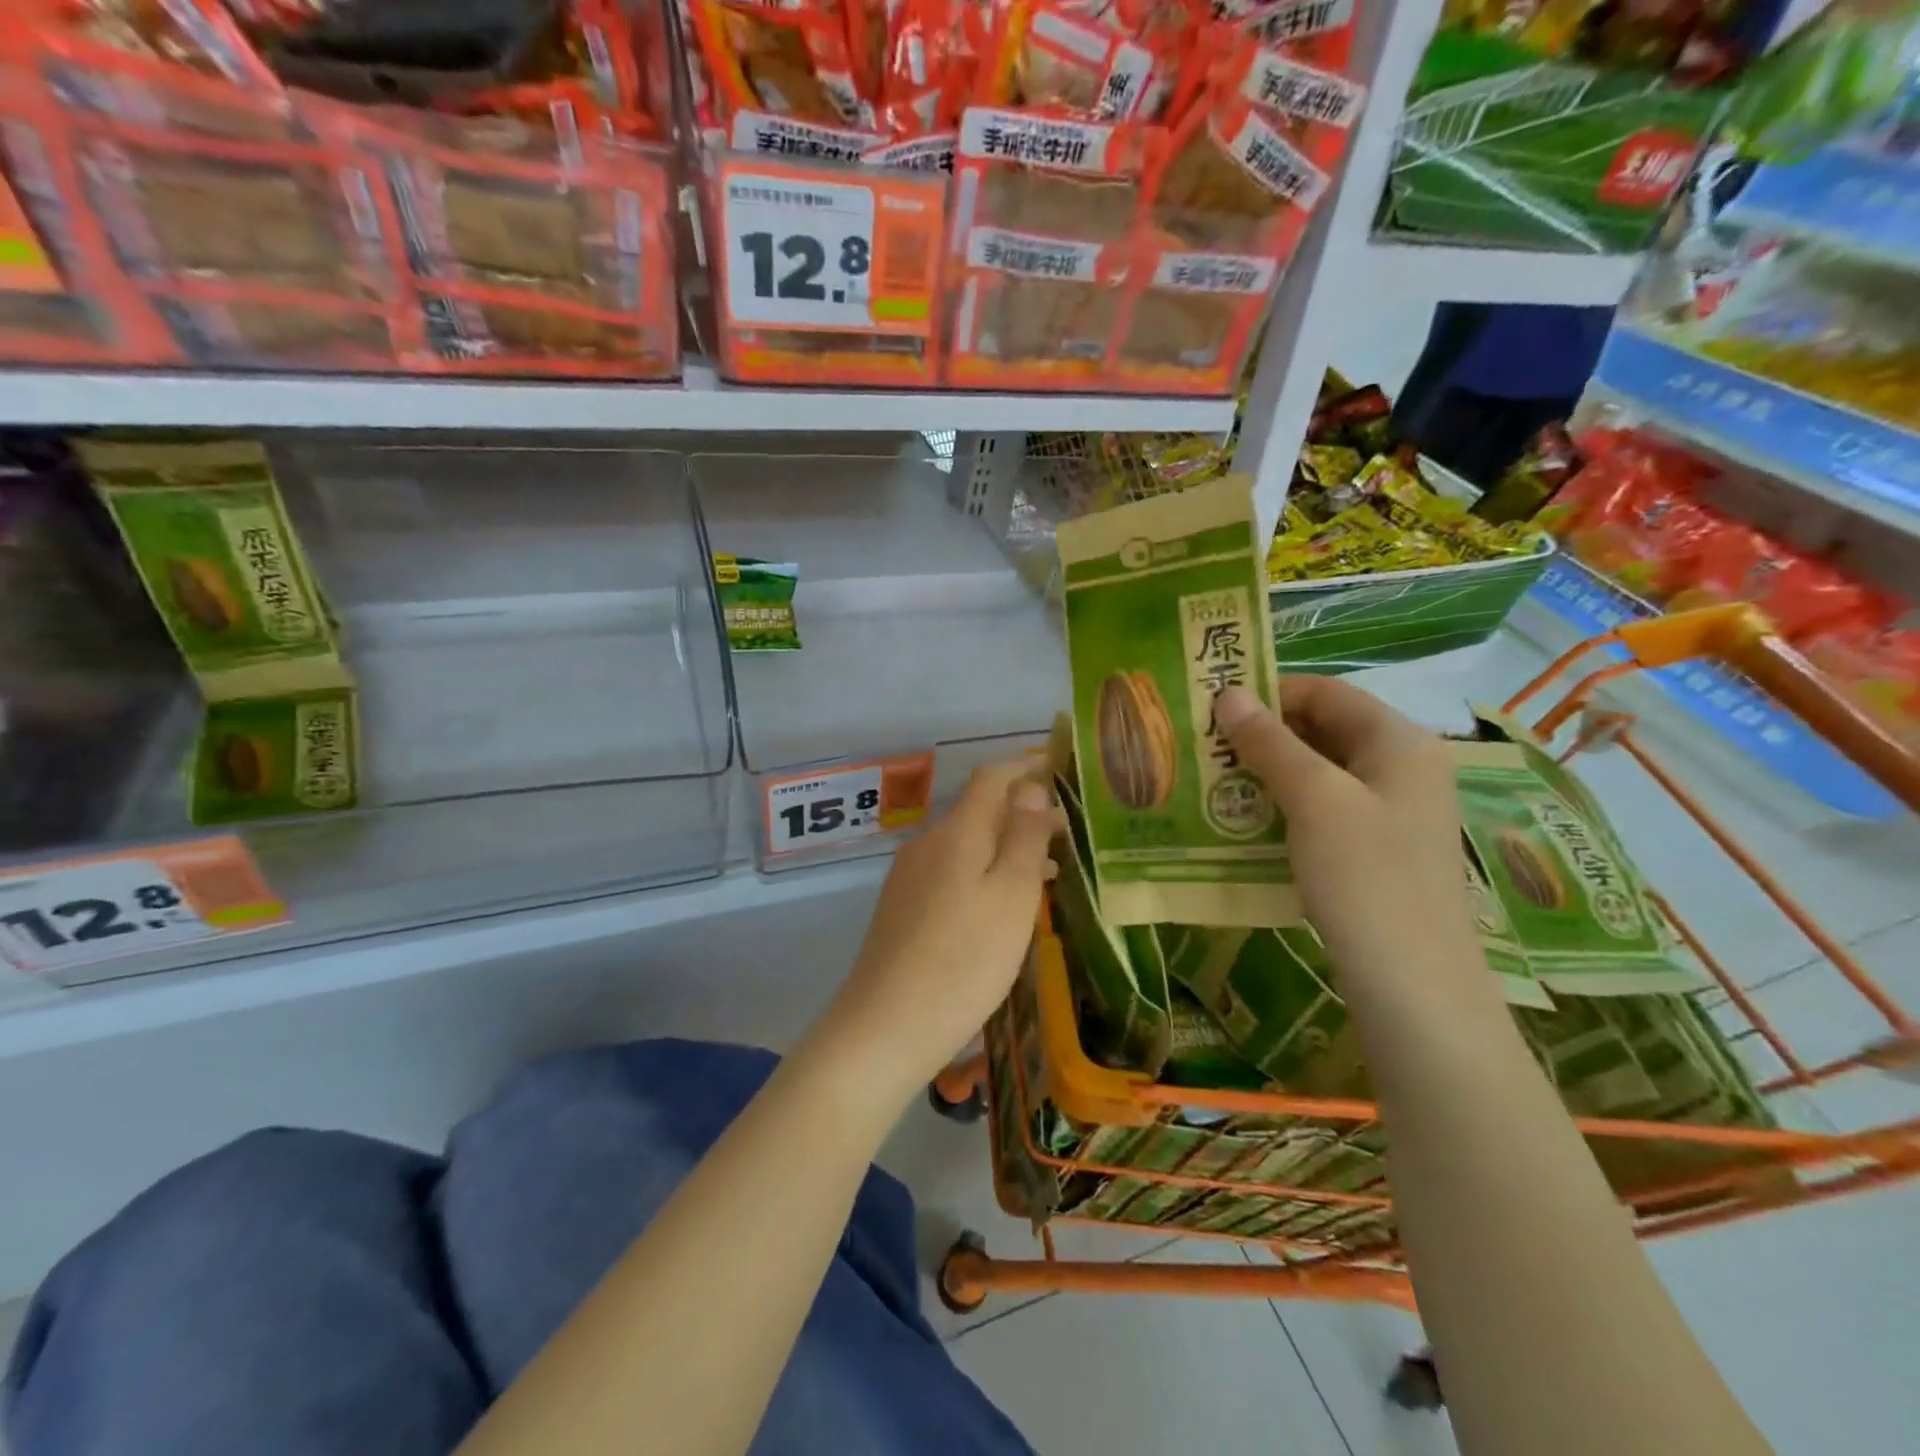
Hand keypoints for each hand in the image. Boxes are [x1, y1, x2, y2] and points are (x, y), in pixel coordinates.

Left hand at [821, 759, 1061, 1100]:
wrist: (886, 1026)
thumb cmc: (964, 959)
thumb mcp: (1011, 895)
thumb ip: (1024, 837)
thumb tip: (1031, 788)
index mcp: (956, 832)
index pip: (992, 778)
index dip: (1026, 768)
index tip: (1061, 769)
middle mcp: (927, 844)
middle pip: (979, 811)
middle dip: (1023, 813)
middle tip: (1070, 831)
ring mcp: (910, 877)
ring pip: (967, 845)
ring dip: (1007, 847)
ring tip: (1052, 870)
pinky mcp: (903, 908)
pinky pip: (952, 873)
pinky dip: (985, 872)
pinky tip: (1005, 904)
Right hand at [1214, 680, 1480, 982]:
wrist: (1413, 984)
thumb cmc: (1365, 876)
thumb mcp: (1314, 799)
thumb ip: (1270, 742)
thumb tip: (1229, 693)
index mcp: (1399, 741)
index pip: (1326, 692)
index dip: (1269, 692)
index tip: (1212, 709)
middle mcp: (1402, 766)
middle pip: (1324, 728)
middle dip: (1263, 734)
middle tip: (1204, 747)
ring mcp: (1392, 811)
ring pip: (1320, 771)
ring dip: (1268, 771)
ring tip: (1213, 782)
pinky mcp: (1378, 848)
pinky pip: (1325, 808)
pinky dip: (1284, 805)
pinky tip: (1244, 821)